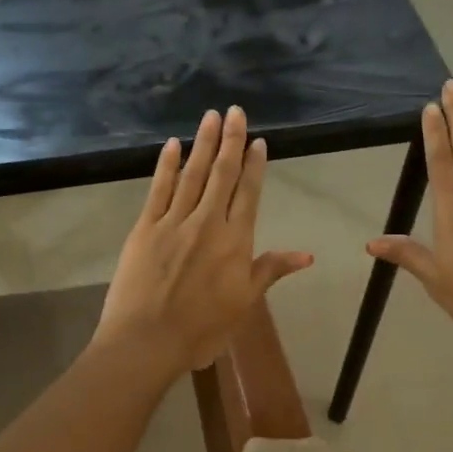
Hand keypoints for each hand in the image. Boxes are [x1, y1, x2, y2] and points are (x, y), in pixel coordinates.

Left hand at [94, 107, 313, 375]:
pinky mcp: (145, 227)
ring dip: (203, 144)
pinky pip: (158, 189)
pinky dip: (166, 165)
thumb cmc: (201, 329)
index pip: (248, 194)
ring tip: (211, 117)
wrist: (147, 340)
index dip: (255, 165)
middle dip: (231, 141)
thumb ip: (270, 270)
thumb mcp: (244, 303)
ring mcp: (174, 221)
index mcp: (235, 241)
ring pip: (192, 174)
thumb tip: (307, 254)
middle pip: (222, 174)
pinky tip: (172, 145)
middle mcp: (207, 222)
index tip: (259, 141)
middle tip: (235, 111)